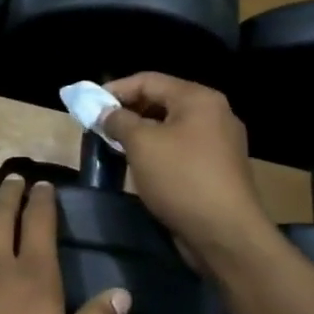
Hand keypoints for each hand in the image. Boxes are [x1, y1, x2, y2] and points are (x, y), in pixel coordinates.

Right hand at [99, 73, 273, 265]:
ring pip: (170, 126)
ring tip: (114, 145)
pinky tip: (140, 164)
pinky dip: (158, 149)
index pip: (149, 80)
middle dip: (127, 111)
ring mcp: (219, 141)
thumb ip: (118, 121)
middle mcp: (214, 113)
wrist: (225, 232)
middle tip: (99, 125)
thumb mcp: (141, 144)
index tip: (89, 104)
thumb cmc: (181, 178)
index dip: (115, 89)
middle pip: (161, 100)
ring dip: (140, 132)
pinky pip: (180, 147)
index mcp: (198, 99)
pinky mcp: (217, 167)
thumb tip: (104, 112)